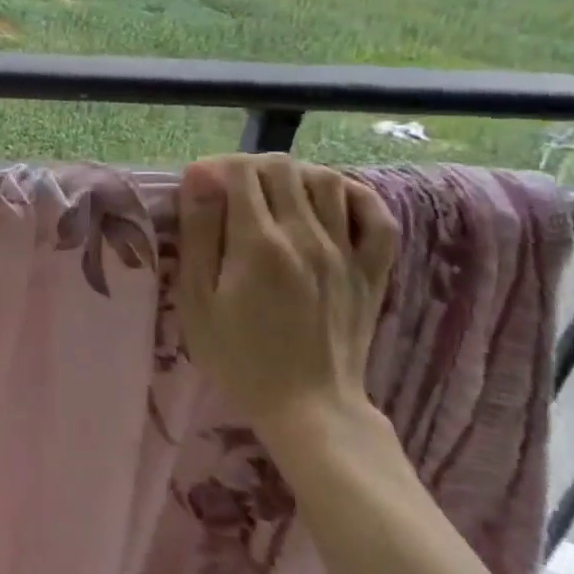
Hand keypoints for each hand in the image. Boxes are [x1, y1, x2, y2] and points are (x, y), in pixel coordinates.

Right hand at [175, 154, 398, 441]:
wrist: (307, 406)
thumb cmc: (237, 355)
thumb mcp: (197, 299)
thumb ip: (198, 234)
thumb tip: (198, 177)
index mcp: (258, 244)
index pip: (241, 172)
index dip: (216, 167)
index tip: (199, 186)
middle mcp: (306, 236)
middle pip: (282, 168)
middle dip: (249, 167)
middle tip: (229, 190)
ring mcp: (346, 251)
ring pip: (326, 180)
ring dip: (294, 176)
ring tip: (271, 195)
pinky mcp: (372, 269)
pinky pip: (376, 214)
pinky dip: (352, 195)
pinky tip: (329, 201)